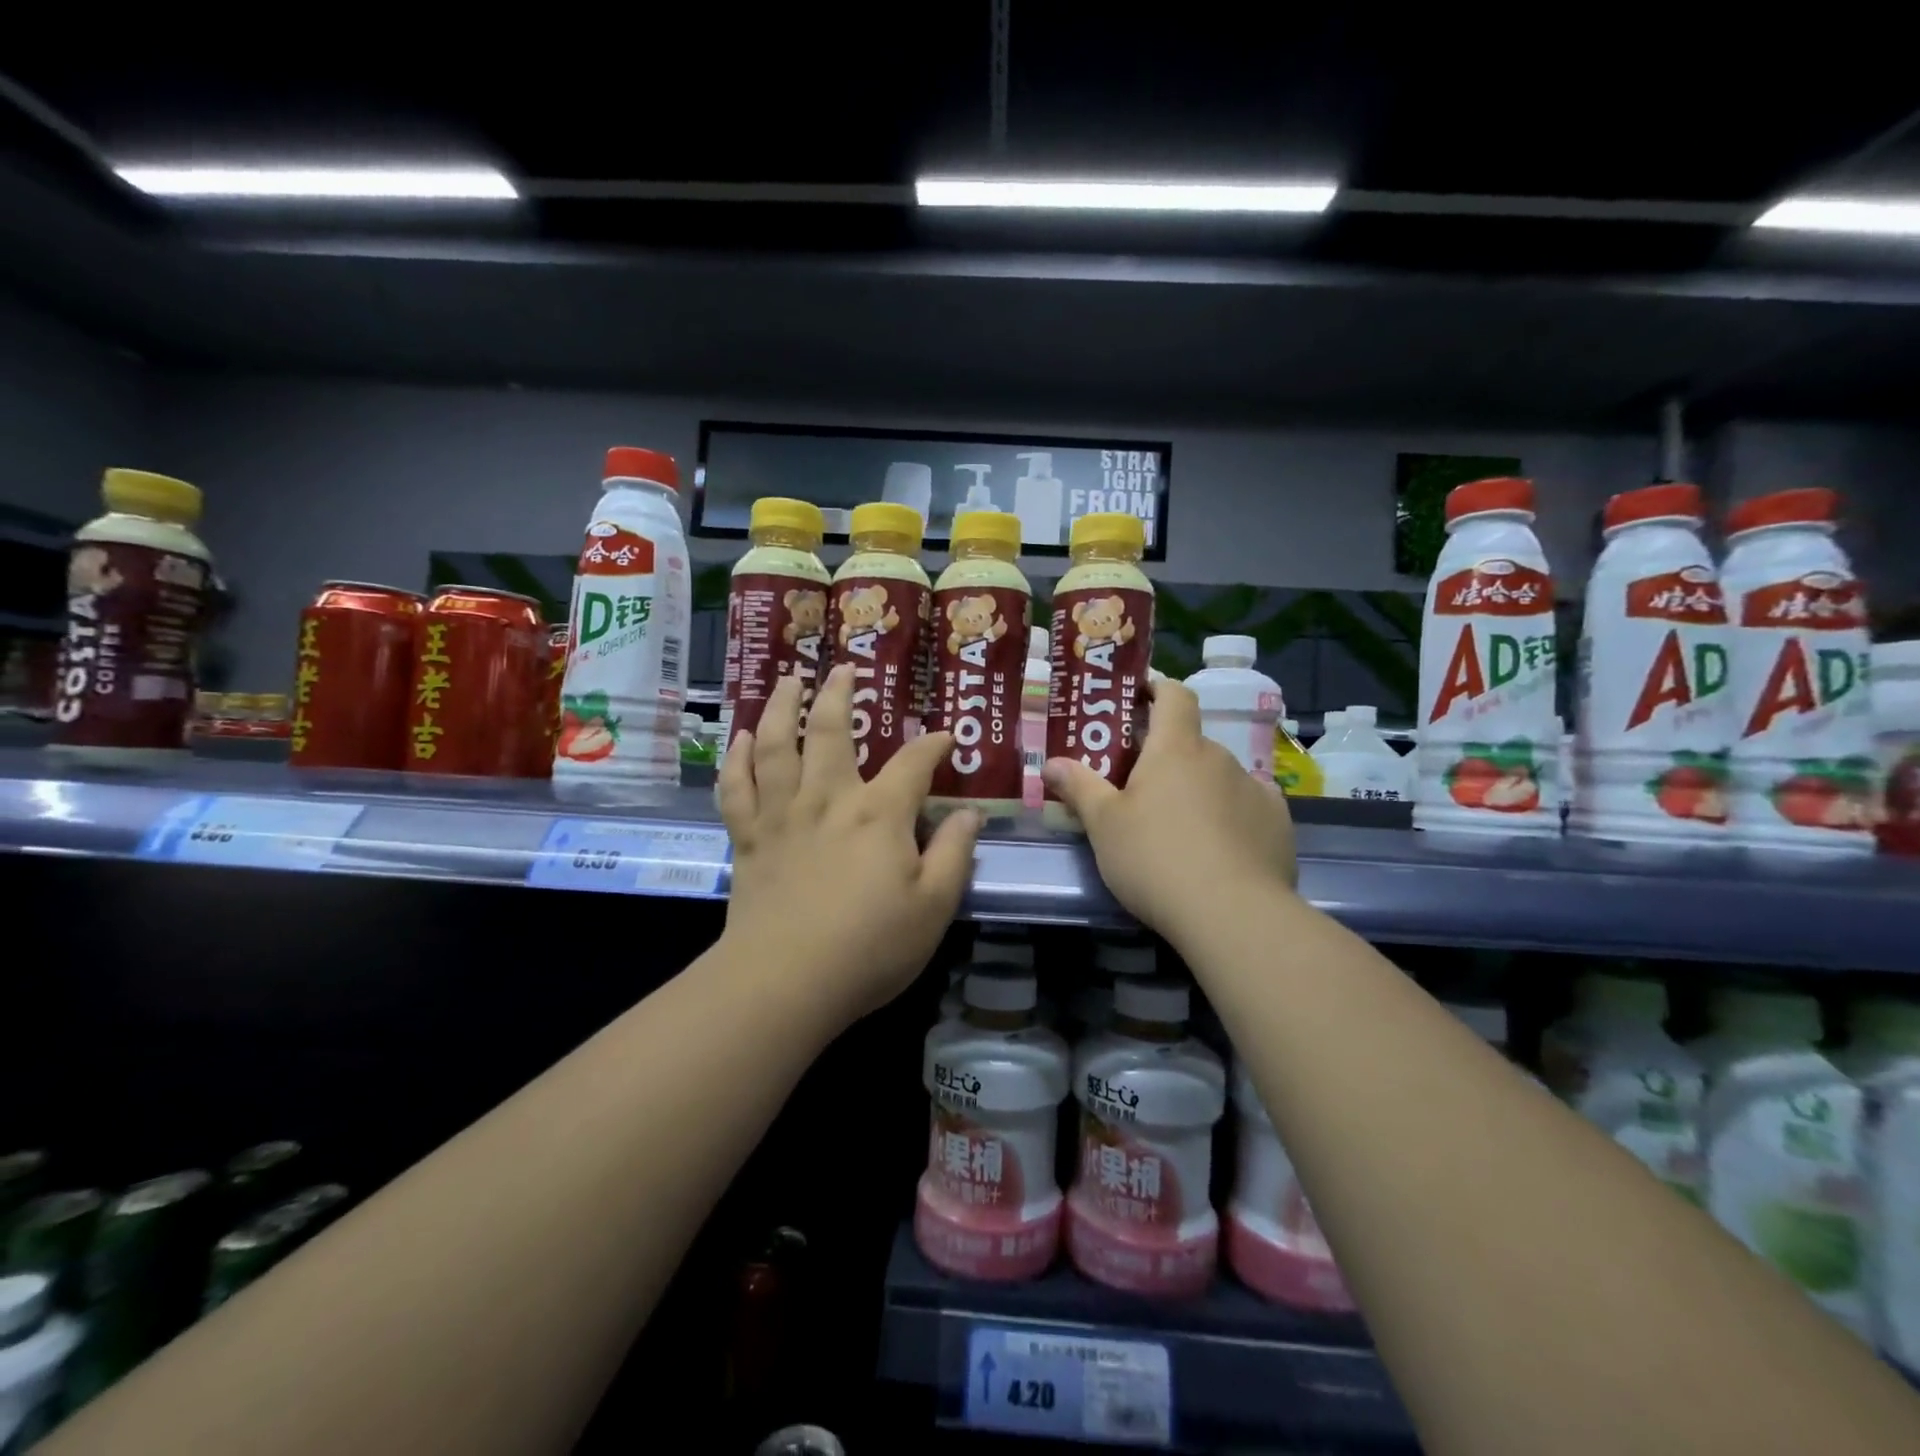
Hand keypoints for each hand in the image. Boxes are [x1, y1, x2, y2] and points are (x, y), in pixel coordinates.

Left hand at [717, 665, 980, 1026]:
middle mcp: (828, 799)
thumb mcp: (934, 906)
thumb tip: (969, 813)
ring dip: (781, 707)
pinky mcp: (748, 838)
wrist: (785, 981)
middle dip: (839, 694)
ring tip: (787, 680)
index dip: (933, 745)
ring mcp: (782, 815)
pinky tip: (742, 738)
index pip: (913, 763)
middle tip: (843, 669)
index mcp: (879, 813)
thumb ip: (955, 854)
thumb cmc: (870, 947)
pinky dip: (737, 758)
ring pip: (777, 745)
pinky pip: (736, 787)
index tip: (945, 738)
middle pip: (831, 731)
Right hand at [1042, 680, 1295, 937]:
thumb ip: (1079, 788)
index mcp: (1176, 748)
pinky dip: (1230, 817)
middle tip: (1140, 789)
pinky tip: (1218, 850)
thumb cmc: (1156, 858)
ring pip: (1218, 777)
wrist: (1232, 914)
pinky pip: (1246, 807)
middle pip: (1191, 744)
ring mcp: (1255, 789)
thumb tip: (1052, 762)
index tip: (1139, 698)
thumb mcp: (1104, 825)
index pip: (1174, 694)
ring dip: (1198, 790)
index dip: (1157, 688)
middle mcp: (1220, 758)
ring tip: (1178, 830)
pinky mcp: (1278, 824)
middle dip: (1168, 759)